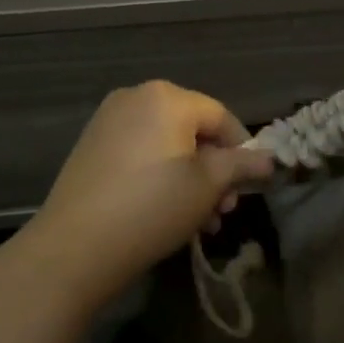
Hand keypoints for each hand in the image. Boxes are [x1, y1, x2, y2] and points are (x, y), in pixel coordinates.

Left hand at [28, 81, 273, 293]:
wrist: (75, 245)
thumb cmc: (152, 207)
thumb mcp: (207, 186)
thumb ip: (241, 165)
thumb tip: (268, 159)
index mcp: (166, 97)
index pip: (220, 115)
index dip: (243, 149)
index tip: (250, 186)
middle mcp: (135, 97)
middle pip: (192, 130)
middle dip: (215, 170)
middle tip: (224, 210)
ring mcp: (108, 121)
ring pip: (166, 145)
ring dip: (190, 179)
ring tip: (201, 222)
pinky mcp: (91, 147)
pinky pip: (140, 153)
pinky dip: (161, 176)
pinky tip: (168, 213)